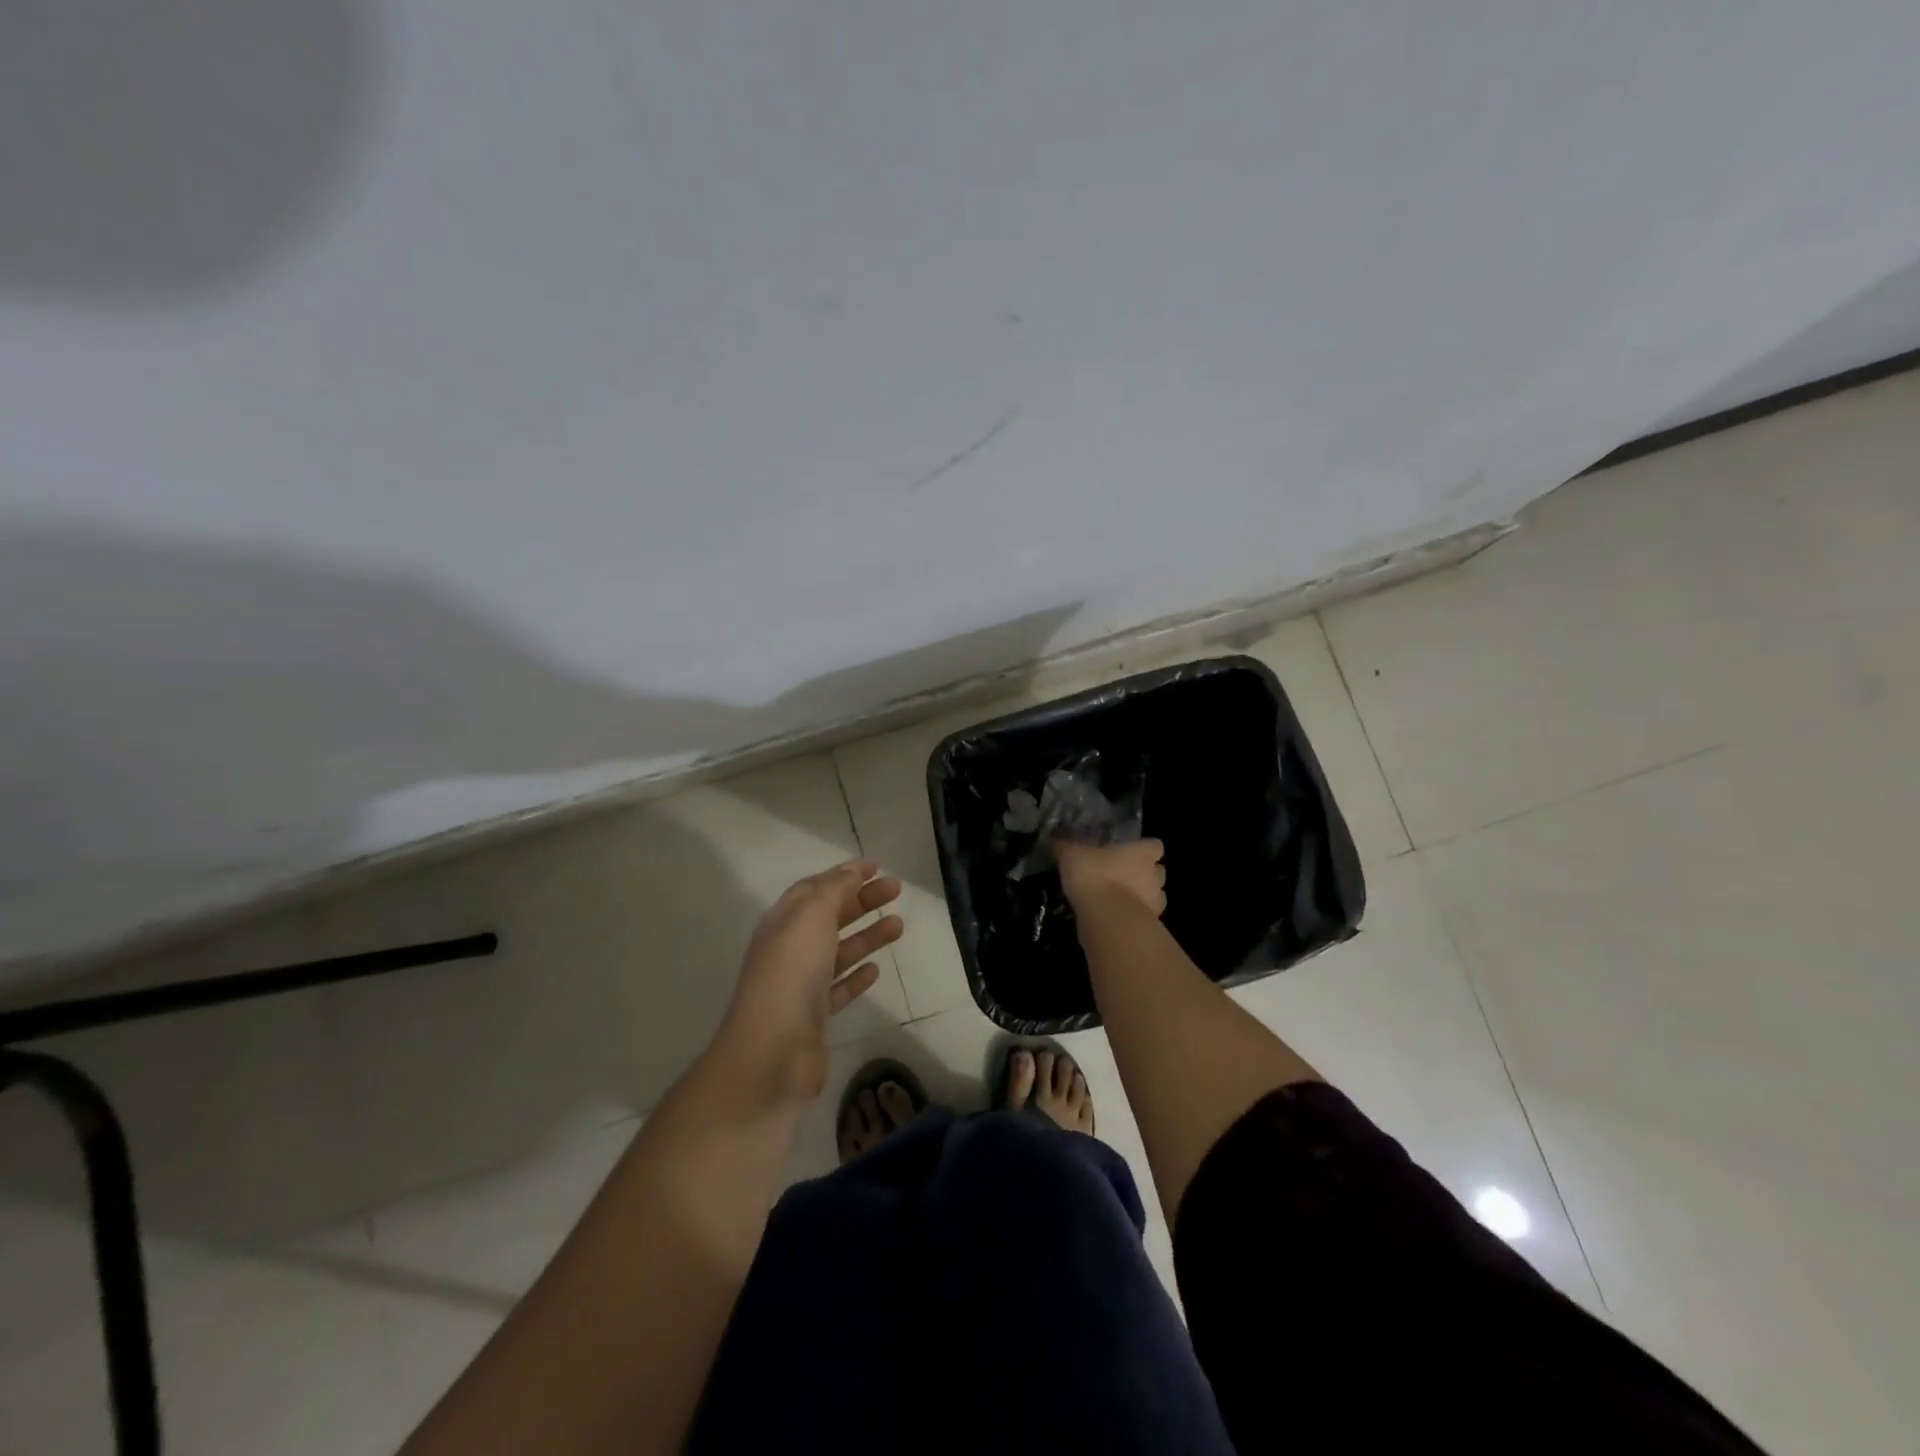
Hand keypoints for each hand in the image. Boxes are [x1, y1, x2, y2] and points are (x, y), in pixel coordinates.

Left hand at [719, 860, 903, 1099]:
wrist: (772, 1052)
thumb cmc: (792, 973)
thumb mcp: (811, 917)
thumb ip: (834, 890)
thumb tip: (852, 871)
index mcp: (783, 922)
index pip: (814, 888)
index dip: (843, 875)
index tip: (876, 868)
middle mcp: (789, 949)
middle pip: (829, 917)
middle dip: (862, 900)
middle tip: (896, 890)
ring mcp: (800, 985)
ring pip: (838, 951)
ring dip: (867, 935)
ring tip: (899, 925)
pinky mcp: (814, 1017)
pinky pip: (838, 988)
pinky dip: (857, 975)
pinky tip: (876, 969)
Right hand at [1056, 838, 1166, 917]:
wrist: (1106, 918)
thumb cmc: (1094, 876)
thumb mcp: (1072, 855)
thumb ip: (1066, 847)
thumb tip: (1056, 840)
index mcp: (1141, 854)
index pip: (1154, 845)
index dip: (1144, 848)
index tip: (1130, 852)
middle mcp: (1154, 876)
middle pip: (1158, 872)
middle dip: (1145, 875)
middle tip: (1122, 877)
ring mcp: (1154, 903)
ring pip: (1154, 897)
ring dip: (1140, 898)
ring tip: (1117, 900)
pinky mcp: (1148, 927)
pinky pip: (1142, 919)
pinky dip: (1131, 918)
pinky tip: (1112, 918)